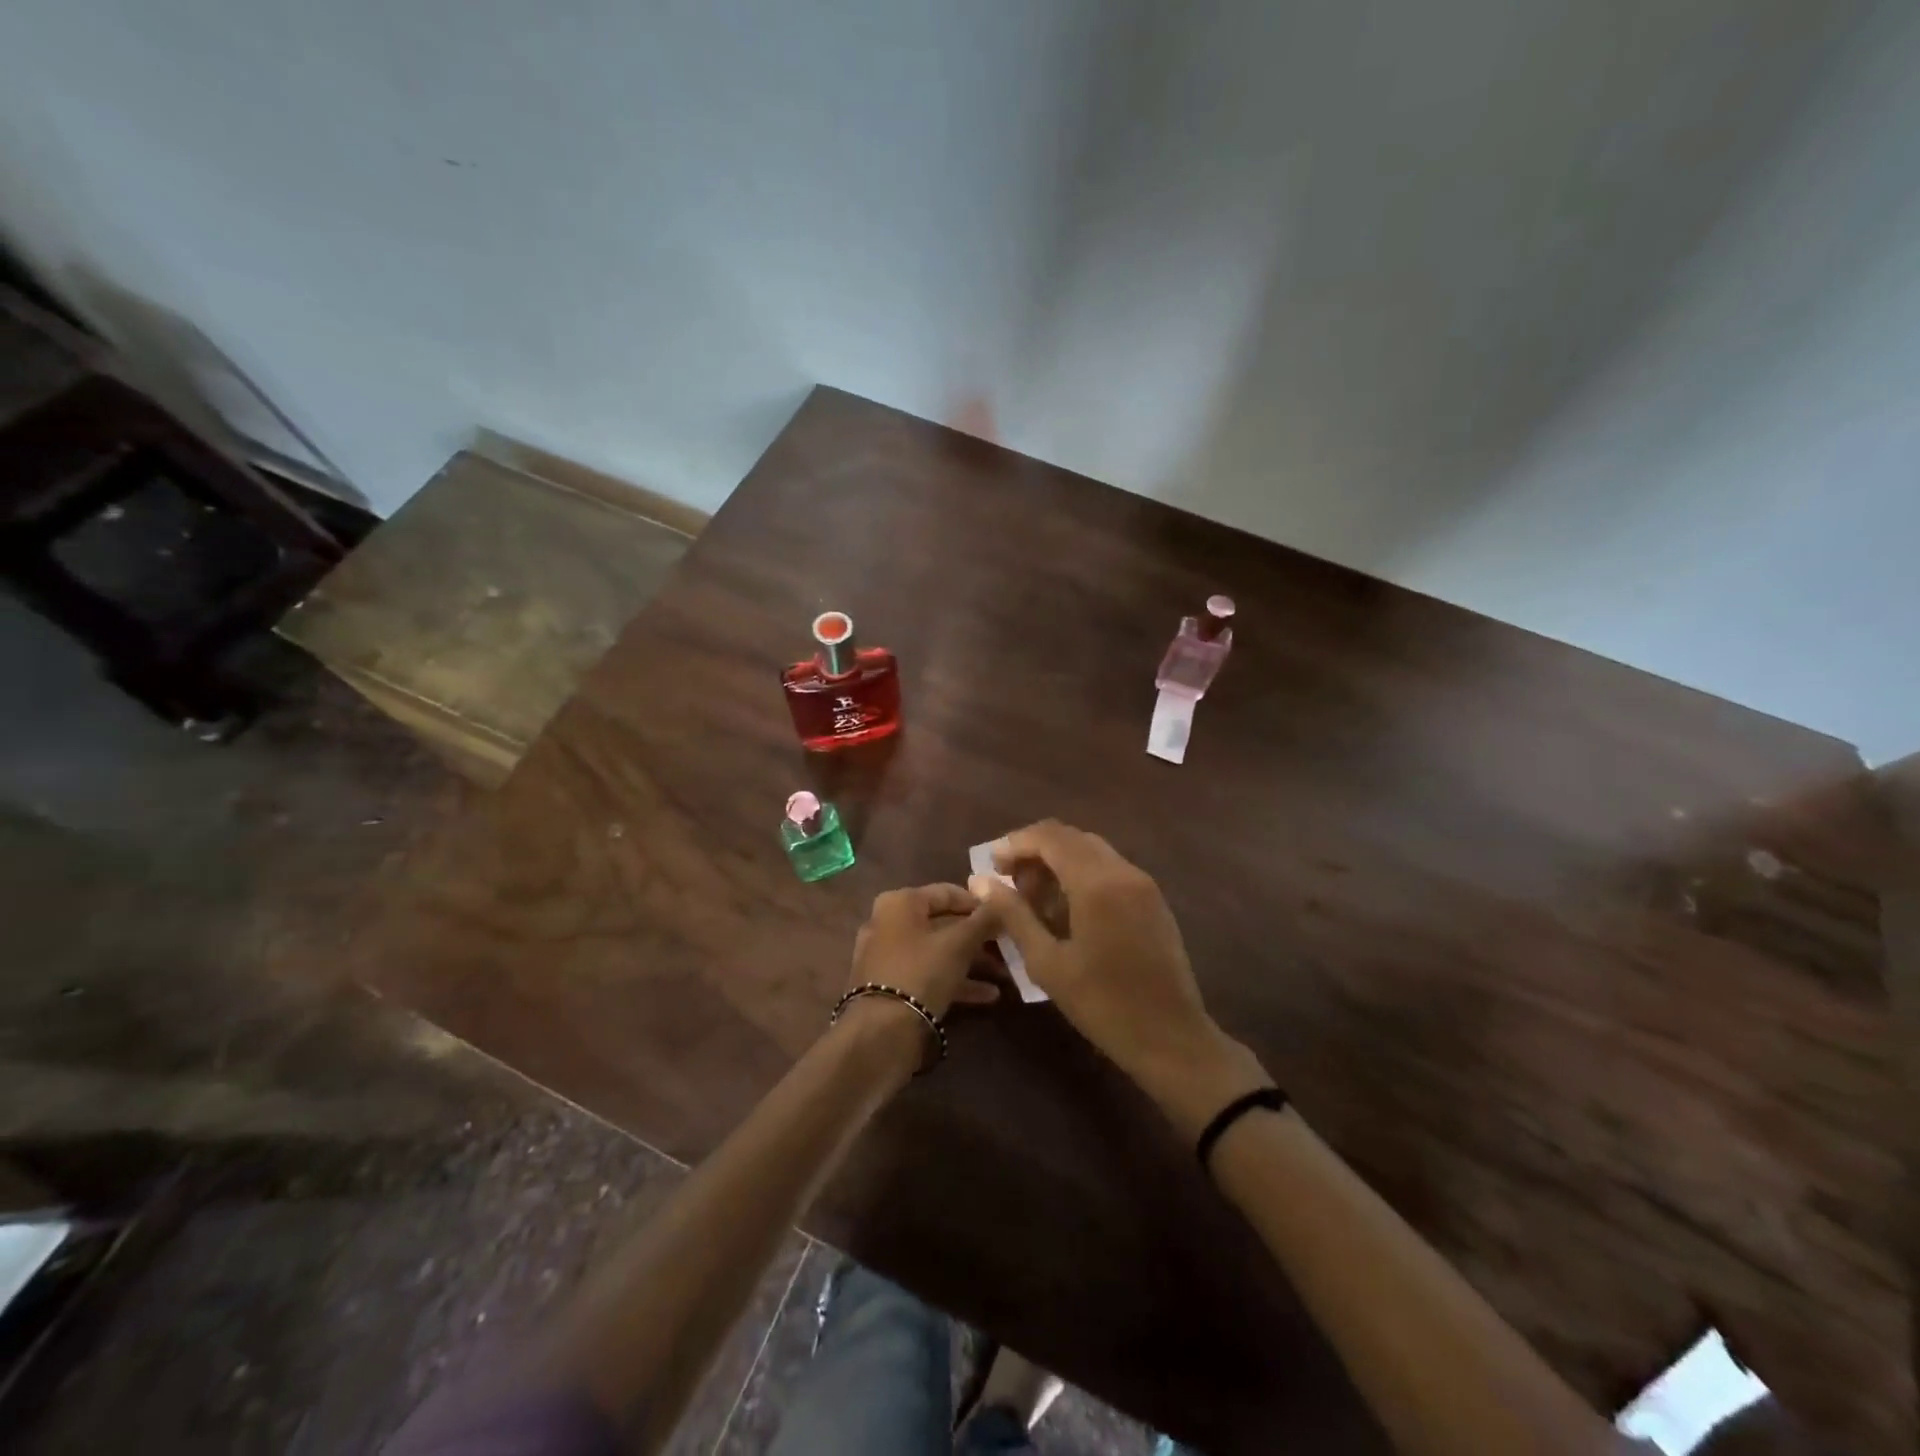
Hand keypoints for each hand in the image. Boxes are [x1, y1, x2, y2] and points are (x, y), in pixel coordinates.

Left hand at [844, 883, 1005, 1018]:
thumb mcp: (959, 943)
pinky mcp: (891, 987)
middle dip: (977, 937)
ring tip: (1003, 974)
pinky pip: (928, 975)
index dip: (978, 903)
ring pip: (937, 952)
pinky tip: (988, 996)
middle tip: (1006, 946)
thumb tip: (1002, 902)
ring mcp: (887, 957)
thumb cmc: (921, 972)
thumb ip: (983, 921)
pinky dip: (955, 981)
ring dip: (971, 962)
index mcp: (900, 902)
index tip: (1005, 915)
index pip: (947, 892)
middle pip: (942, 924)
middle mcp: (888, 923)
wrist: (881, 1032)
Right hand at [970, 822, 1267, 1137]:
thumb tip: (980, 880)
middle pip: (1071, 838)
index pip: (1050, 837)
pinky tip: (1065, 909)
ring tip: (1032, 898)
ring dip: (1058, 862)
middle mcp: (1123, 871)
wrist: (1172, 1038)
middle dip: (1035, 851)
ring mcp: (1143, 884)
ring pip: (1091, 851)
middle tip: (1008, 881)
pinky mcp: (1153, 900)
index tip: (991, 864)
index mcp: (1097, 882)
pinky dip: (1081, 875)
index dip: (1016, 843)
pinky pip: (1110, 870)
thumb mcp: (1047, 962)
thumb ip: (1013, 914)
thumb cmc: (1102, 1004)